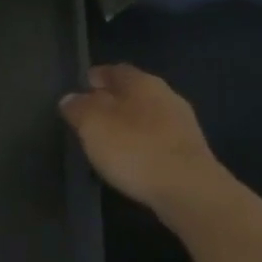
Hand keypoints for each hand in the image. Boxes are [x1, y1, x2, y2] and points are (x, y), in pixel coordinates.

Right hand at [59, 64, 221, 209]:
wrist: (189, 191)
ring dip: (130, 123)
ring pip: (148, 115)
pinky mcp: (191, 152)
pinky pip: (159, 138)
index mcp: (141, 82)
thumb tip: (71, 98)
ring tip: (109, 139)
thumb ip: (78, 108)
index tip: (81, 86)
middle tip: (92, 115)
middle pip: (133, 92)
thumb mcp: (92, 124)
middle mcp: (166, 95)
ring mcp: (183, 124)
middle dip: (113, 100)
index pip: (114, 70)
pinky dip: (143, 143)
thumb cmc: (134, 148)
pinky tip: (132, 158)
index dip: (96, 77)